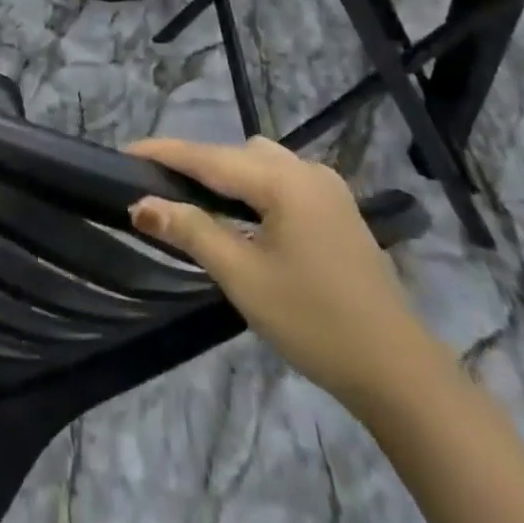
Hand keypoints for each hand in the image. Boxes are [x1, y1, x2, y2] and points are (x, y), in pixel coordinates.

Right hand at [126, 137, 430, 410]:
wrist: (398, 371)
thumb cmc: (313, 321)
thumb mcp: (243, 278)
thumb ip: (191, 231)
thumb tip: (140, 204)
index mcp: (282, 180)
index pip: (208, 157)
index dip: (164, 152)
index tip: (125, 151)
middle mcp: (305, 170)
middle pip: (235, 153)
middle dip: (195, 164)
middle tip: (158, 187)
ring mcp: (328, 187)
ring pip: (261, 162)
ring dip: (227, 174)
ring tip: (197, 201)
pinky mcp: (339, 208)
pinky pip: (283, 179)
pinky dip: (255, 186)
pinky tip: (245, 216)